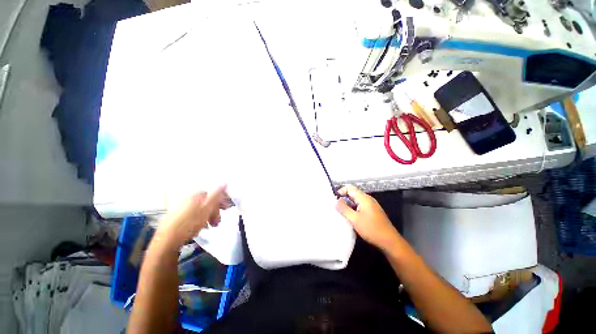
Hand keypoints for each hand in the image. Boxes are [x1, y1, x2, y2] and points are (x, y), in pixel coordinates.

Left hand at [155, 185, 229, 250]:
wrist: (167, 240)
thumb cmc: (190, 223)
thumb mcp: (206, 208)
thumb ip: (216, 195)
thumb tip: (225, 181)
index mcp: (196, 196)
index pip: (213, 194)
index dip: (221, 201)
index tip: (226, 209)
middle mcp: (188, 199)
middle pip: (207, 202)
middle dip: (215, 211)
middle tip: (218, 222)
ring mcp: (181, 208)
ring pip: (200, 209)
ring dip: (208, 216)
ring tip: (211, 226)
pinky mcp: (176, 217)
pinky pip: (193, 215)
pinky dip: (199, 220)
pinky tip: (200, 227)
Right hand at [335, 185, 399, 250]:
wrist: (390, 241)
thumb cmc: (371, 229)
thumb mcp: (354, 219)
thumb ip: (344, 209)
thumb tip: (336, 201)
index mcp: (364, 198)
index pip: (350, 188)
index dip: (341, 191)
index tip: (335, 200)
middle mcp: (368, 199)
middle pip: (353, 193)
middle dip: (343, 198)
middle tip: (336, 206)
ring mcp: (371, 205)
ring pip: (356, 200)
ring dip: (348, 204)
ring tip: (341, 212)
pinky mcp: (373, 211)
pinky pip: (360, 205)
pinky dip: (353, 208)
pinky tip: (350, 216)